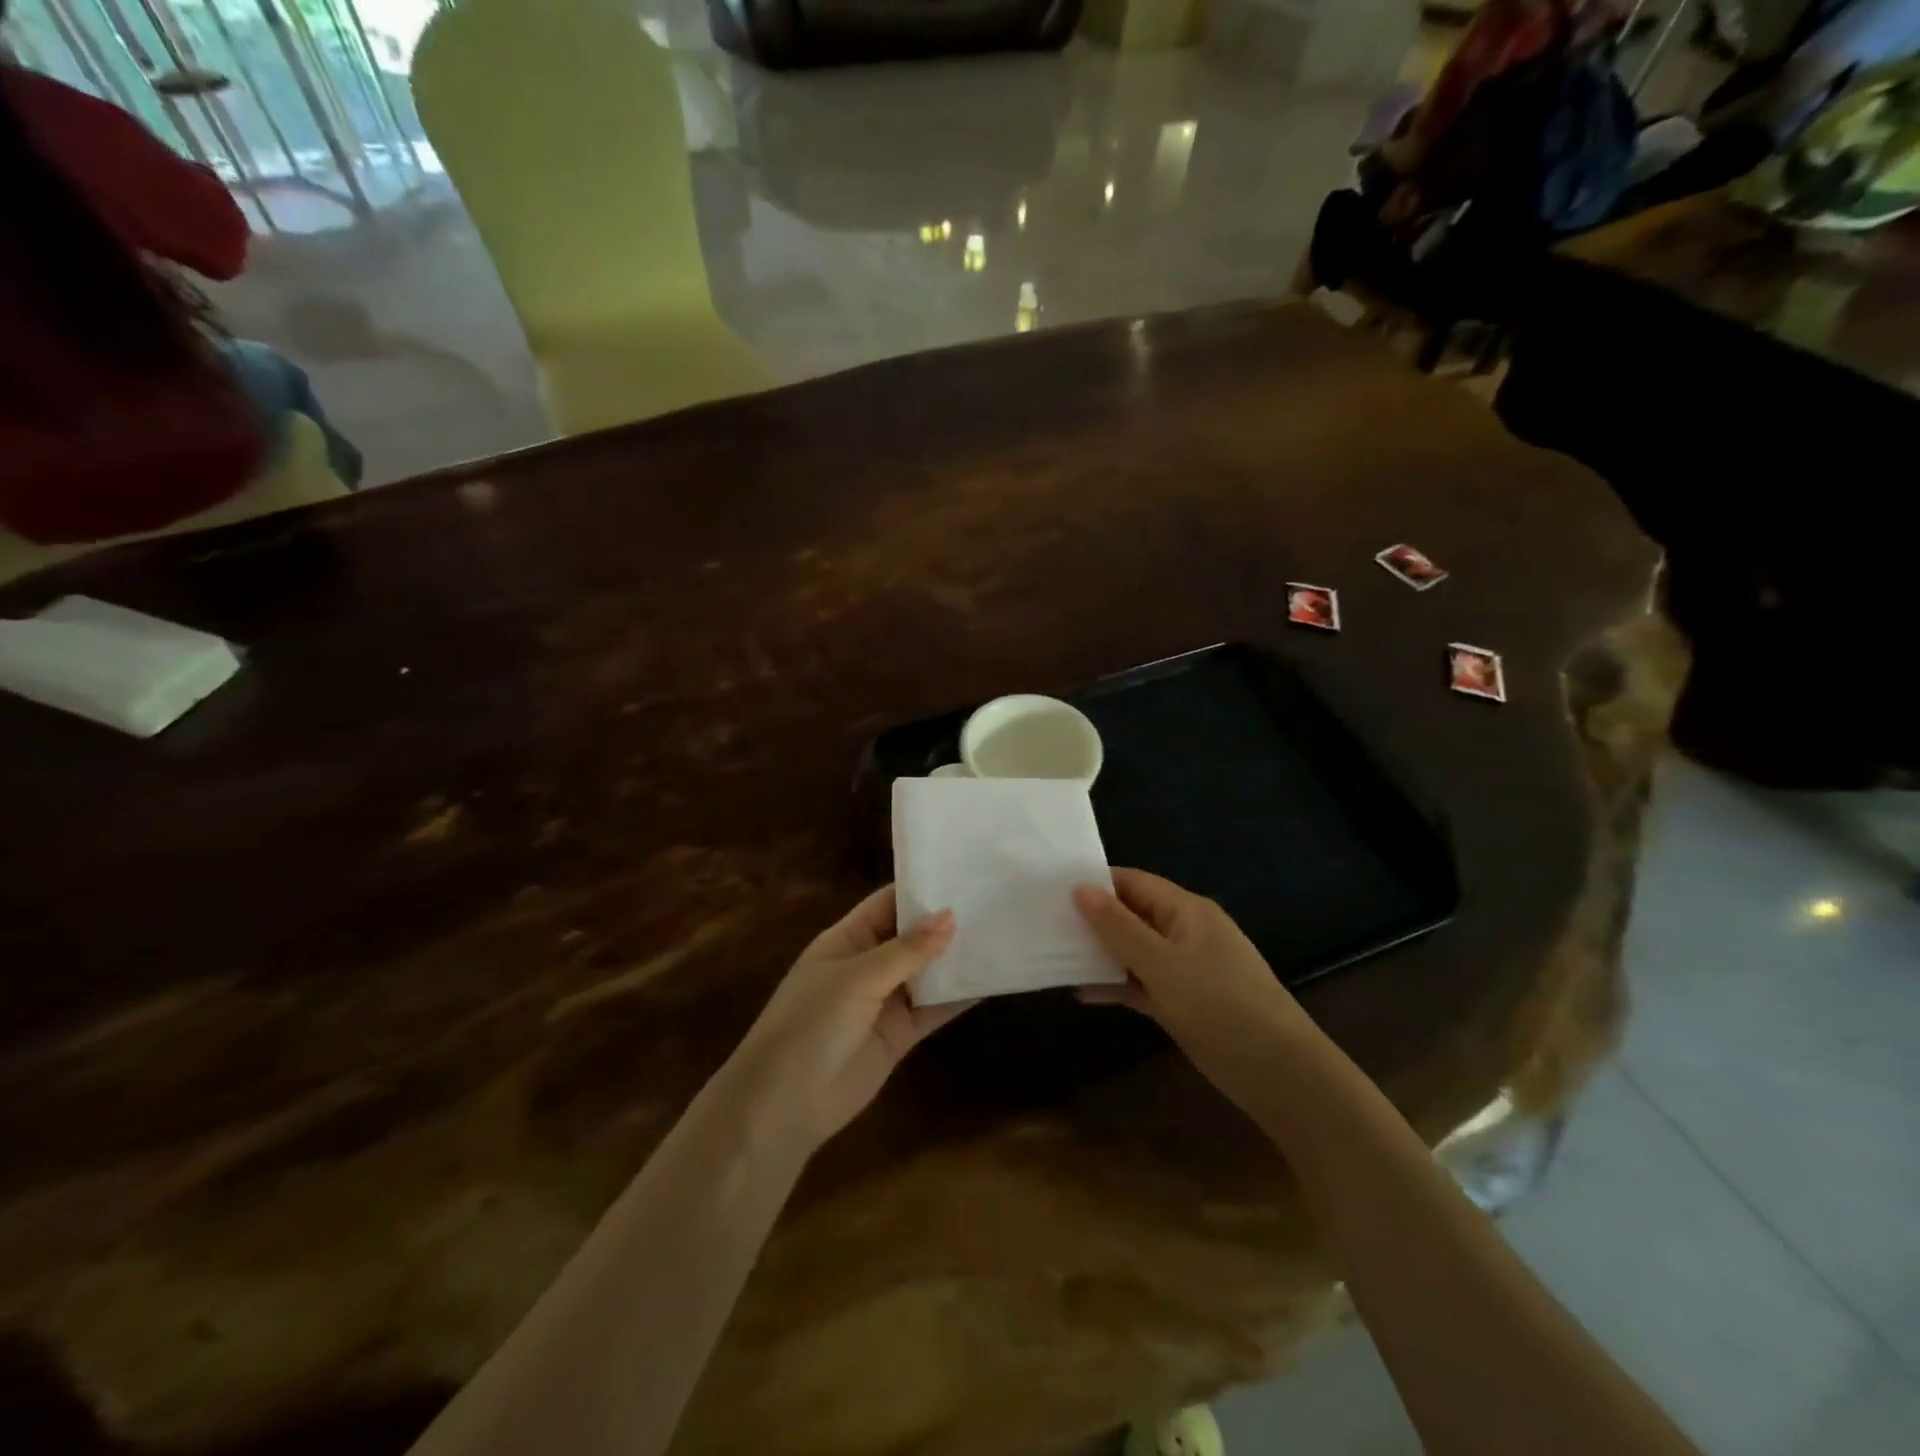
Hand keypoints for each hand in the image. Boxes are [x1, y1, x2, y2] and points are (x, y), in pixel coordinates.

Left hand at [724, 888, 970, 1157]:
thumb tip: (950, 916)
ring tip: (1004, 934)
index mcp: (847, 939)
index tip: (964, 874)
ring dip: (958, 958)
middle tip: (996, 901)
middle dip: (947, 922)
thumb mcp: (857, 978)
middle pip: (913, 935)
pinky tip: (993, 980)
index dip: (921, 890)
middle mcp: (868, 963)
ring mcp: (885, 1000)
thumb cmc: (810, 1024)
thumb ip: (906, 950)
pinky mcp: (900, 1034)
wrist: (784, 1105)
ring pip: (928, 971)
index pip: (888, 902)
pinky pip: (935, 1008)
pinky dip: (960, 996)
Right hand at [1073, 869, 1321, 1114]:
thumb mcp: (1163, 964)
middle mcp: (1183, 933)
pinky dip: (1114, 985)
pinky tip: (1081, 993)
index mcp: (1186, 911)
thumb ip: (1119, 928)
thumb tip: (1080, 889)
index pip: (1133, 882)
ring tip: (1052, 952)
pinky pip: (1139, 984)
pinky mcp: (1180, 1002)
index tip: (1050, 887)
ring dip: (1099, 953)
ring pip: (1132, 951)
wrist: (1279, 1073)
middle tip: (1043, 920)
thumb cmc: (1221, 1006)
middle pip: (1131, 915)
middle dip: (1092, 917)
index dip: (1095, 882)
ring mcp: (1182, 969)